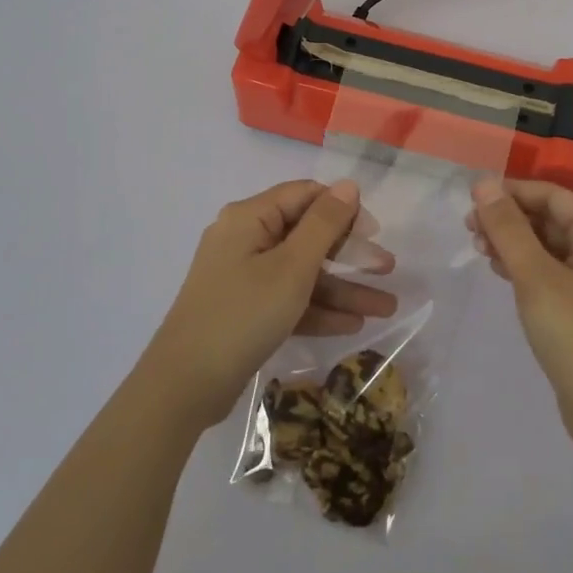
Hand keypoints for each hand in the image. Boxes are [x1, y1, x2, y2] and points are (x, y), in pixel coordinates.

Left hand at [141, 180, 396, 430]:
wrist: (184, 386)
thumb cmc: (243, 315)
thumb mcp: (292, 268)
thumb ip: (324, 225)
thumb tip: (348, 185)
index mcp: (250, 217)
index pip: (305, 195)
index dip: (343, 210)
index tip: (375, 234)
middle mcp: (244, 239)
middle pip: (306, 236)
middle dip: (350, 256)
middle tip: (388, 271)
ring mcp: (242, 277)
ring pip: (302, 273)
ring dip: (342, 289)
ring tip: (385, 309)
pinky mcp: (244, 310)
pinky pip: (287, 299)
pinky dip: (317, 309)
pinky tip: (352, 325)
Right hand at [468, 179, 572, 451]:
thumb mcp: (536, 276)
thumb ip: (508, 228)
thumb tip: (484, 182)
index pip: (554, 195)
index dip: (513, 191)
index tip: (473, 199)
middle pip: (551, 219)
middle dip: (510, 218)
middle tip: (469, 228)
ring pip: (548, 246)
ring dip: (513, 242)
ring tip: (478, 249)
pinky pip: (550, 272)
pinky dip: (524, 267)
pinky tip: (499, 271)